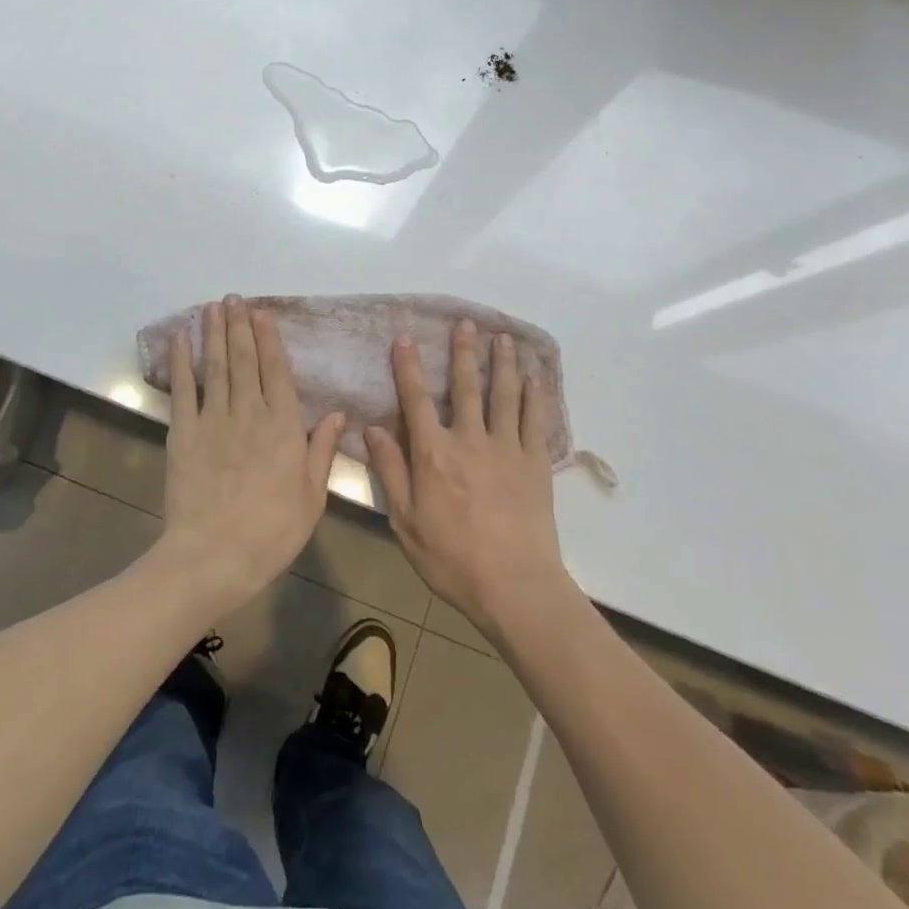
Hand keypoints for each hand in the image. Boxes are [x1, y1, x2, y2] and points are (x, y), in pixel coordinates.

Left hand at [155, 296, 344, 613]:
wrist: (214, 556)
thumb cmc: (271, 532)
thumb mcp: (312, 496)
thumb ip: (322, 450)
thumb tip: (339, 413)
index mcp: (284, 426)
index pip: (277, 371)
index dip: (269, 339)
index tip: (262, 313)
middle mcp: (250, 412)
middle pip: (245, 360)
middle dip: (240, 326)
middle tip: (234, 298)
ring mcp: (214, 419)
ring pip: (217, 366)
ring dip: (215, 333)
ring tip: (213, 306)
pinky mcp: (184, 432)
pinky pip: (183, 389)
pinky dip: (181, 361)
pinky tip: (180, 339)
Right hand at [366, 320, 571, 642]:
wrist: (514, 585)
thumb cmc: (452, 558)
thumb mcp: (406, 520)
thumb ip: (390, 470)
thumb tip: (372, 428)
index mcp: (434, 453)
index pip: (416, 399)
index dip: (409, 367)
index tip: (405, 338)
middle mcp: (469, 439)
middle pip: (465, 387)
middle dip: (464, 352)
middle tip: (466, 322)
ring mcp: (506, 448)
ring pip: (503, 395)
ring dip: (502, 363)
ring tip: (502, 337)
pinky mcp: (535, 462)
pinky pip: (534, 420)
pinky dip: (534, 395)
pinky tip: (534, 378)